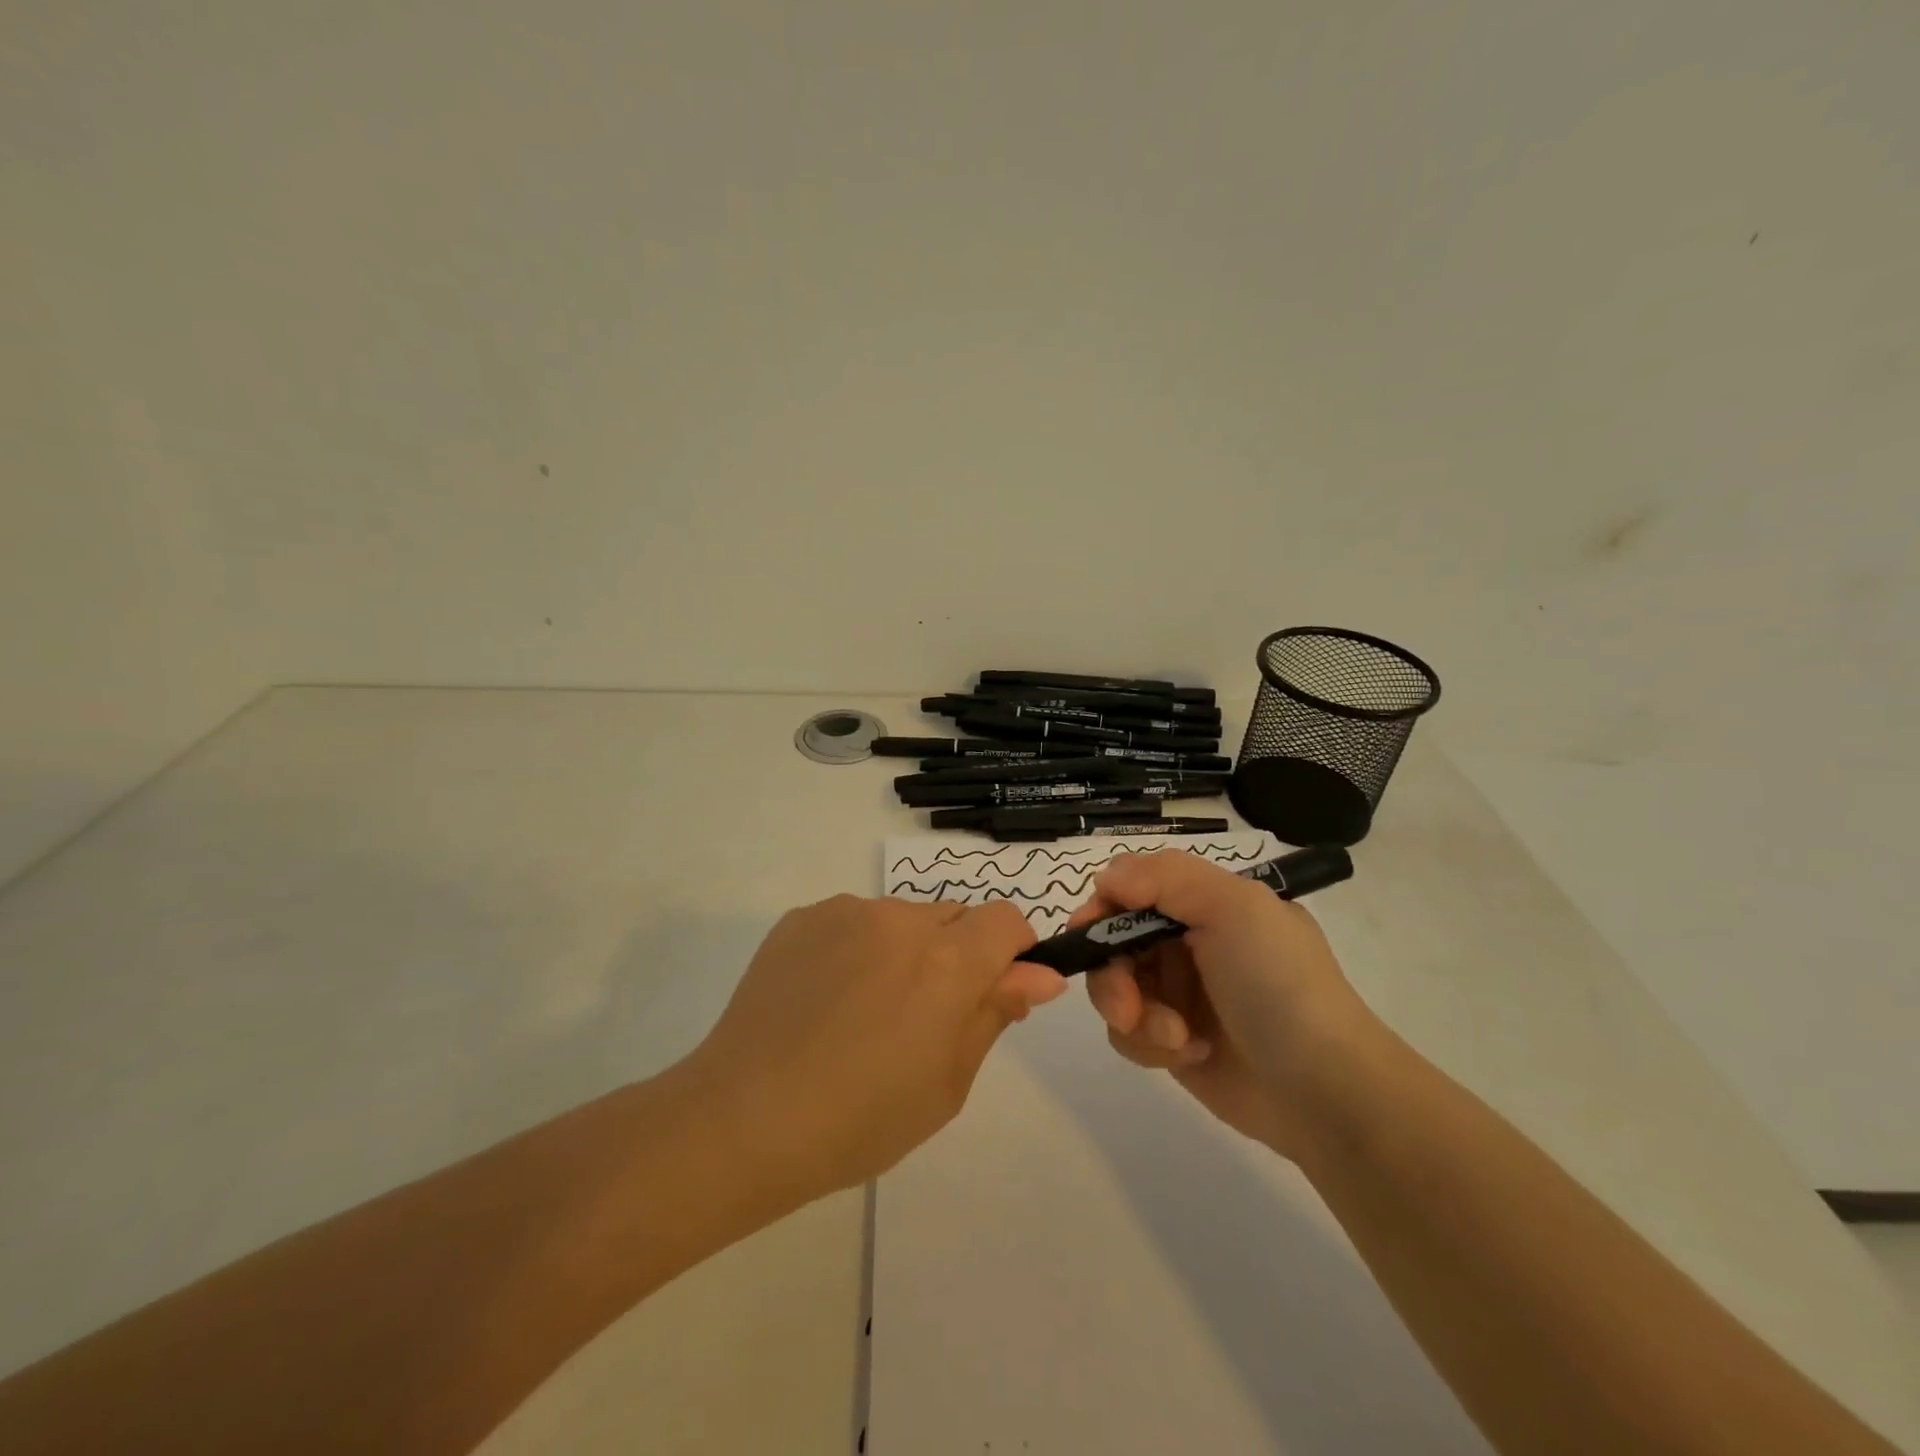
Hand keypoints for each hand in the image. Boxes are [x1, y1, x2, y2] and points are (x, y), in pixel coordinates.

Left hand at [686, 896, 1064, 1200]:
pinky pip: (853, 922)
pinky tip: (825, 1001)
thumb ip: (995, 1013)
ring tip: (862, 1013)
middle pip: (954, 917)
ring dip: (904, 951)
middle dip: (956, 955)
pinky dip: (857, 949)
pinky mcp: (802, 918)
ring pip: (901, 919)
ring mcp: (845, 912)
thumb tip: (1041, 974)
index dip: (1011, 952)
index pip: (1006, 920)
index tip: (992, 992)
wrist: (742, 1119)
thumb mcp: (947, 1082)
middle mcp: (900, 919)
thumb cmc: (860, 1119)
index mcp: (946, 961)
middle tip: (920, 1018)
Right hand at [1074, 851, 1380, 1159]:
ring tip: (1176, 1037)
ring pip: (1114, 989)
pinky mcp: (1172, 1041)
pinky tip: (1190, 1054)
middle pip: (1112, 942)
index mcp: (1205, 903)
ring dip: (1134, 1014)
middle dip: (1112, 974)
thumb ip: (1165, 877)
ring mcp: (1178, 993)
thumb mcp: (1235, 908)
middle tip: (1127, 1006)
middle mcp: (1187, 942)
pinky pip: (1128, 1032)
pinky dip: (1149, 1043)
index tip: (1089, 933)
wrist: (1324, 1091)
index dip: (1103, 907)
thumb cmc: (1278, 985)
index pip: (1131, 888)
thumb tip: (1106, 879)